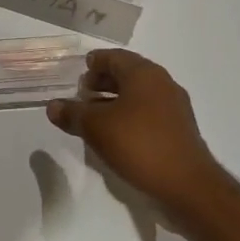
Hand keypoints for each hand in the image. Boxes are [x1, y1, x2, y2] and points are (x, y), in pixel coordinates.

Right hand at [47, 49, 223, 212]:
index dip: (95, 62)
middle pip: (128, 74)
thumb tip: (52, 106)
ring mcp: (174, 107)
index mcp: (144, 74)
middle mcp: (162, 83)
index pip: (115, 56)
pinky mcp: (178, 130)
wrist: (186, 184)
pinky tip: (115, 133)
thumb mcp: (96, 128)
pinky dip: (129, 115)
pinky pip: (148, 112)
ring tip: (93, 115)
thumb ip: (72, 113)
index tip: (80, 70)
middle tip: (82, 93)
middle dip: (103, 81)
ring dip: (115, 100)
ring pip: (138, 95)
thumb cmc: (139, 144)